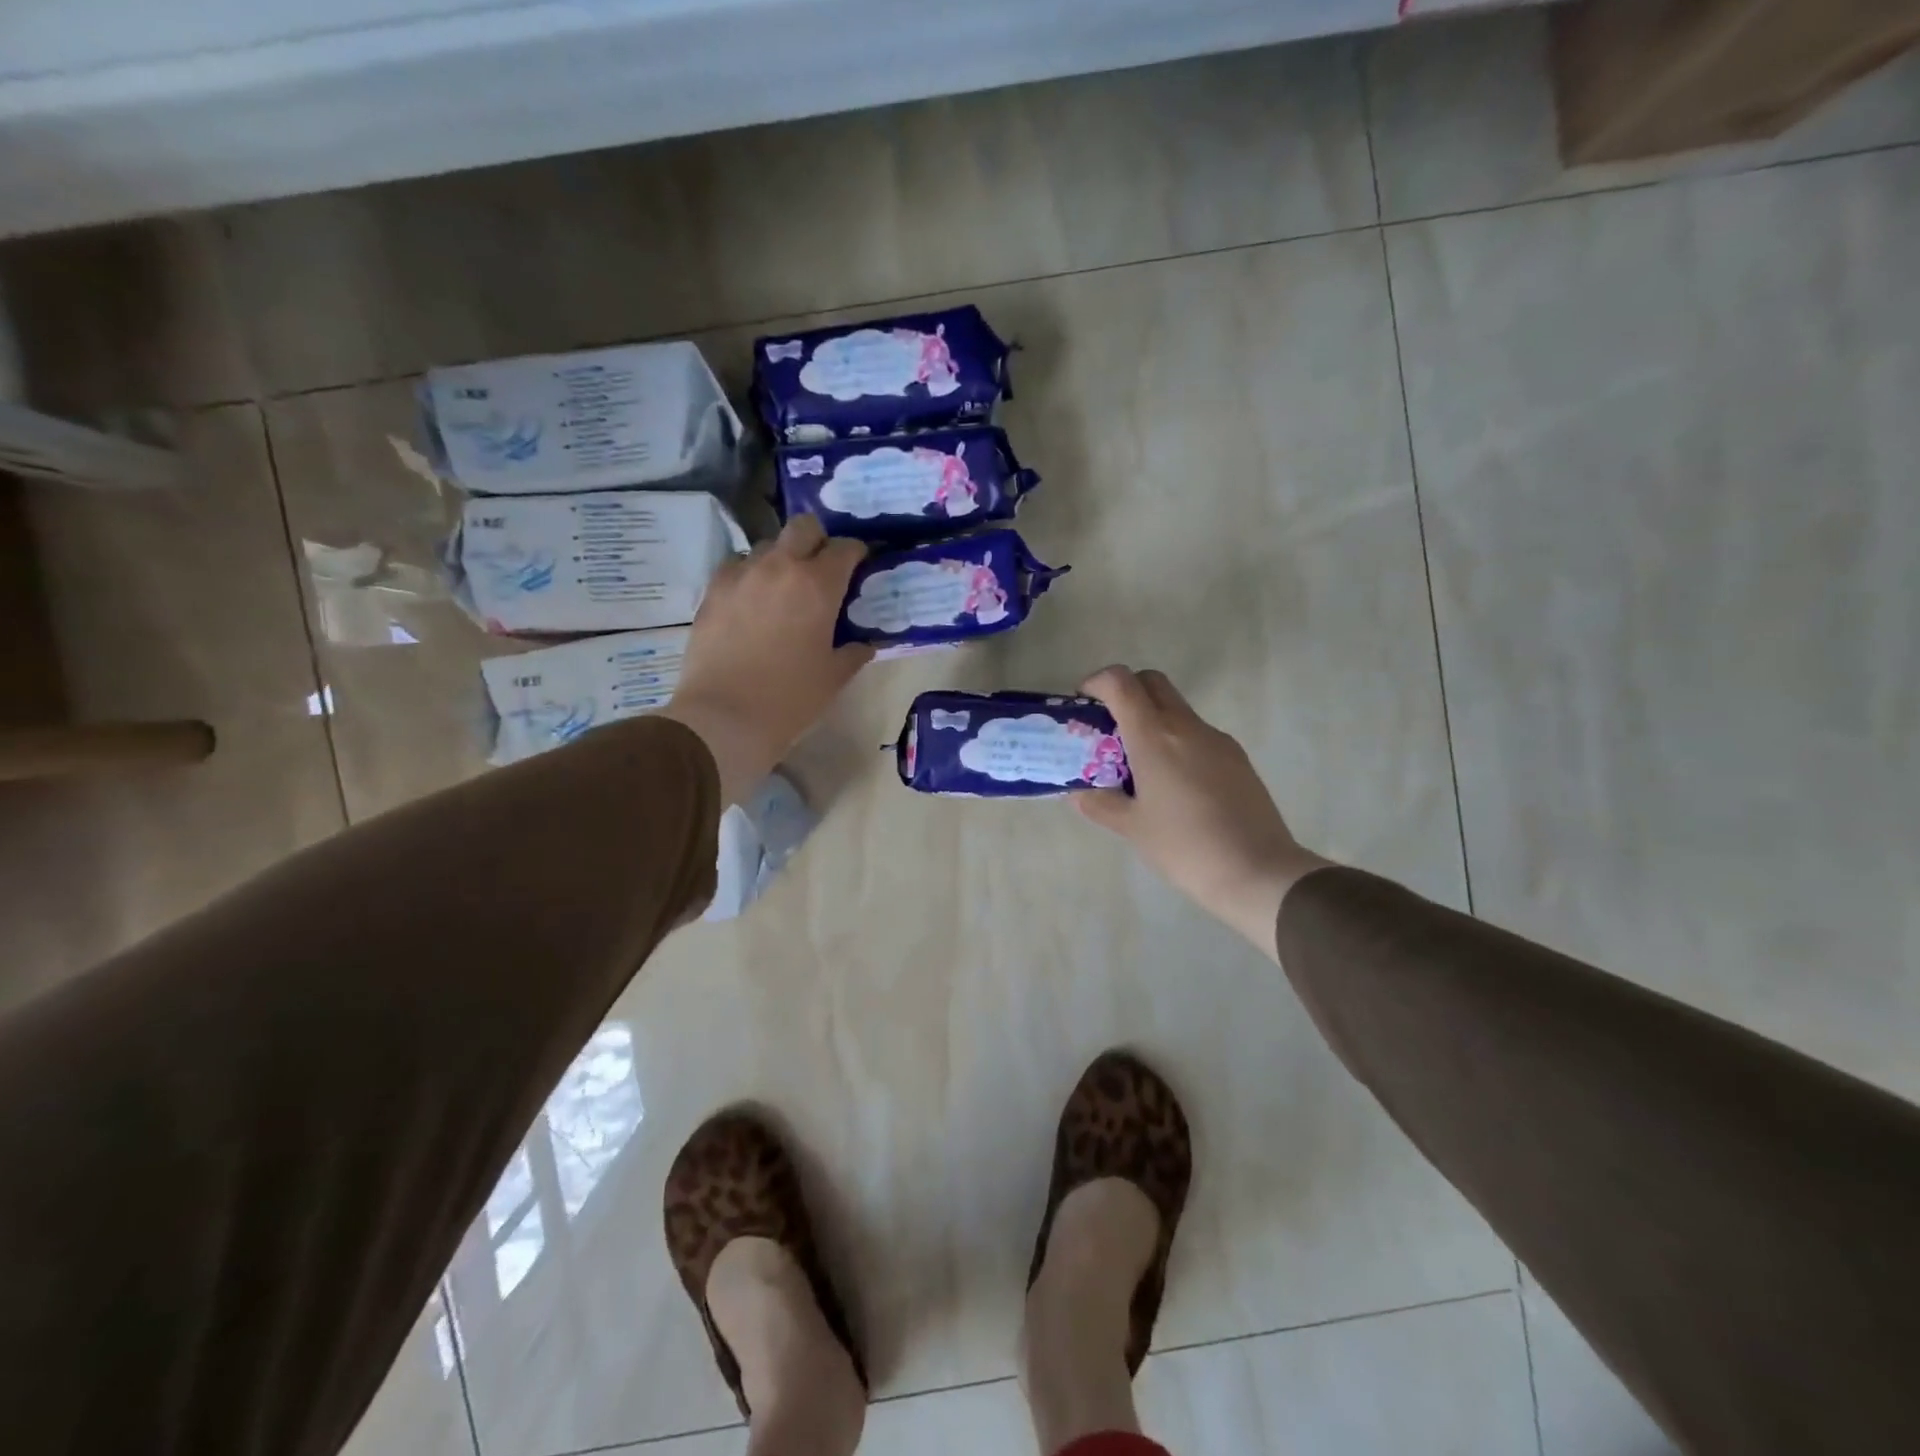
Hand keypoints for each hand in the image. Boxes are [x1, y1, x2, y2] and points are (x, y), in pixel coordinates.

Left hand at [660, 515, 872, 802]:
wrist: (725, 716)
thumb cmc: (790, 699)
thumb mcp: (834, 677)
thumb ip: (854, 652)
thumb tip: (864, 642)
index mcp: (818, 585)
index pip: (845, 548)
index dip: (856, 553)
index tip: (860, 566)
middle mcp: (780, 567)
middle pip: (804, 527)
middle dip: (818, 540)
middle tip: (822, 567)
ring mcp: (742, 574)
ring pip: (768, 545)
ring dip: (782, 557)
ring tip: (784, 587)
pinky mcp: (713, 590)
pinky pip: (737, 566)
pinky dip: (751, 575)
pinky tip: (753, 601)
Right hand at [1075, 665, 1329, 957]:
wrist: (1258, 870)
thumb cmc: (1184, 847)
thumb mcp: (1132, 828)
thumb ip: (1100, 803)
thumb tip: (1080, 792)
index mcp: (1154, 736)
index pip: (1121, 682)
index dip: (1097, 682)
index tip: (1084, 705)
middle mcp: (1186, 726)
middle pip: (1151, 682)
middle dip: (1125, 692)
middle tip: (1108, 729)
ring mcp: (1216, 740)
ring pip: (1176, 709)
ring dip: (1151, 720)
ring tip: (1138, 765)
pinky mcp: (1236, 757)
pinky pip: (1197, 734)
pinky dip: (1176, 741)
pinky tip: (1173, 785)